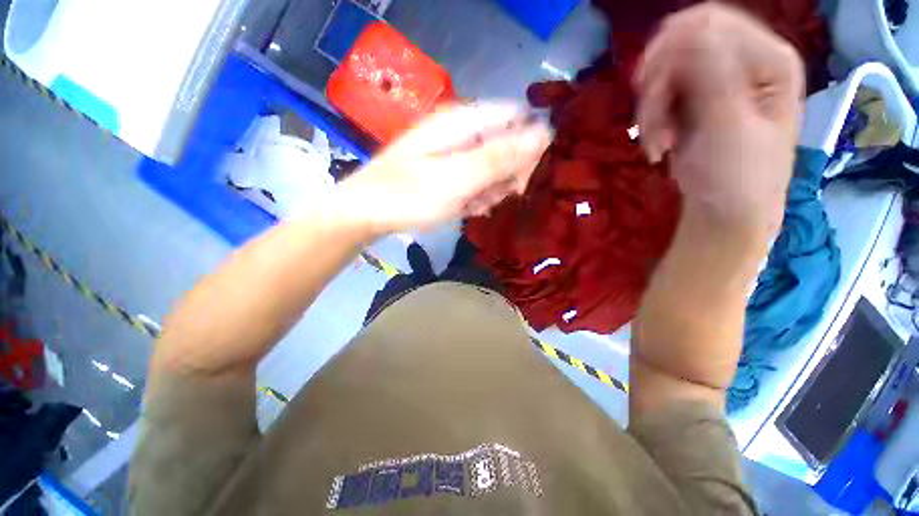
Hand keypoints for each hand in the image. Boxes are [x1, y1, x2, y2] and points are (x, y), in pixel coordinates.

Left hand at [337, 103, 551, 234]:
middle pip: (506, 142)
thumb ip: (499, 157)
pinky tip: (467, 207)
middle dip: (509, 172)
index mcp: (463, 121)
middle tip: (500, 196)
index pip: (516, 116)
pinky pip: (476, 179)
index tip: (528, 174)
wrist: (368, 211)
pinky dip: (477, 195)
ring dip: (492, 188)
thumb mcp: (458, 179)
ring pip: (492, 165)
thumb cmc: (410, 195)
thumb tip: (543, 135)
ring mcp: (454, 151)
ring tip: (476, 205)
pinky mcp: (448, 170)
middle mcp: (461, 130)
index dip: (530, 142)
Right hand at [635, 3, 803, 232]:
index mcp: (768, 60)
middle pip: (682, 49)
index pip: (711, 22)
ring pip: (666, 78)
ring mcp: (717, 85)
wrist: (725, 211)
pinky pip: (661, 101)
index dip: (672, 46)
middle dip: (657, 89)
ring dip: (651, 113)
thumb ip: (712, 73)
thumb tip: (687, 27)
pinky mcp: (695, 106)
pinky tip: (658, 147)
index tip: (645, 84)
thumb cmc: (737, 175)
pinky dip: (652, 124)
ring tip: (656, 145)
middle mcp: (744, 64)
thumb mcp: (727, 124)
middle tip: (649, 124)